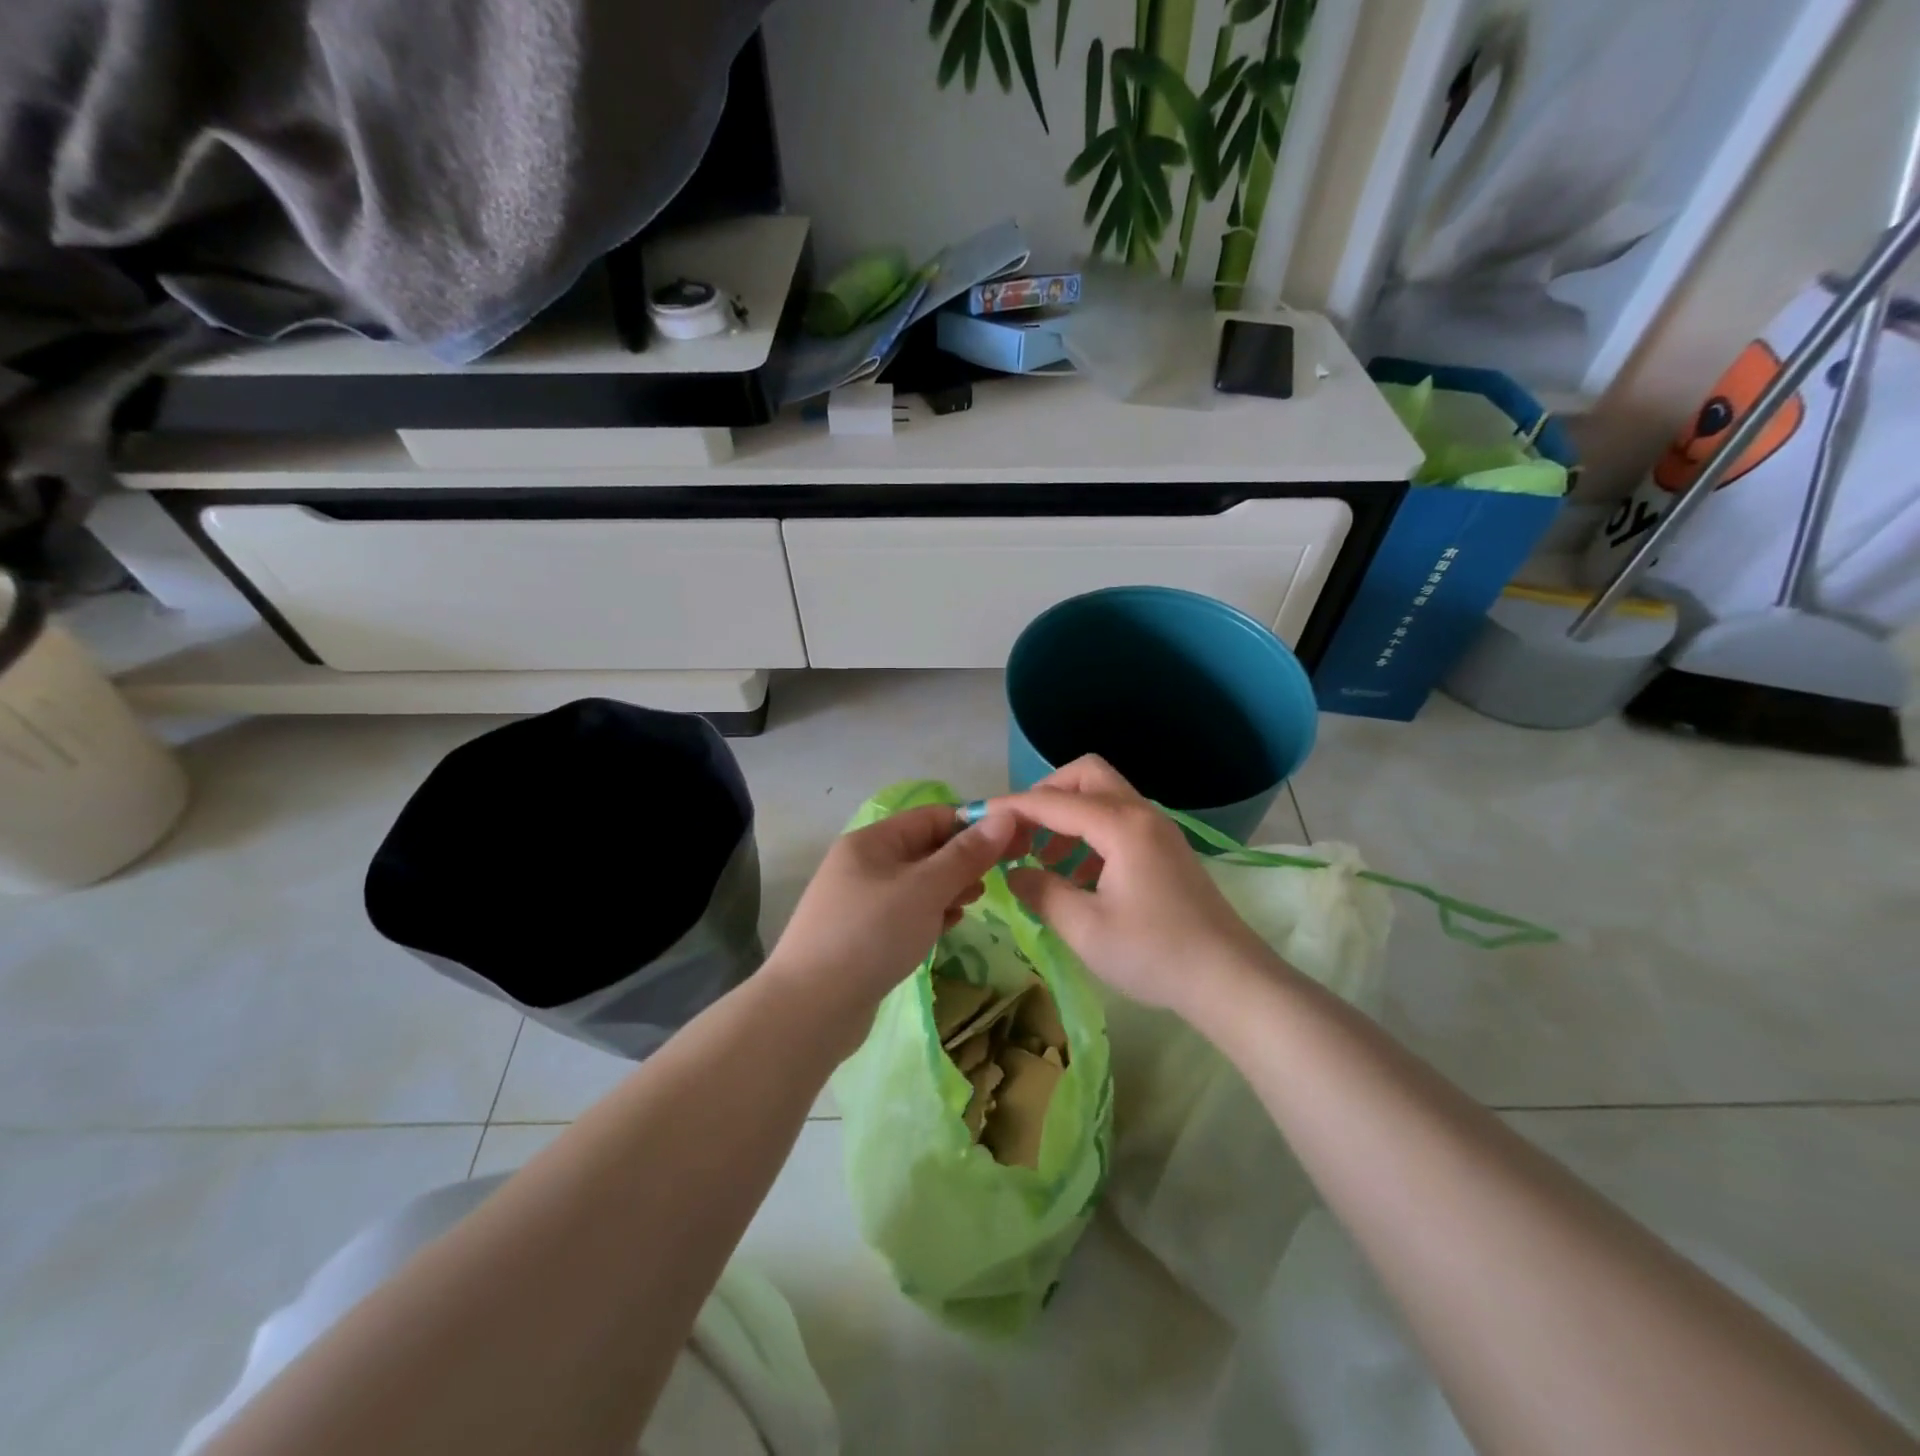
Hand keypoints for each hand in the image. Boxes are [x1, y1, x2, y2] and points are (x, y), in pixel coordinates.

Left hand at [766, 804, 1018, 1013]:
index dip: (972, 825)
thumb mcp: (926, 889)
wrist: (811, 1008)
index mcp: (872, 841)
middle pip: (924, 849)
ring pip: (917, 883)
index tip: (1011, 844)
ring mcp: (860, 902)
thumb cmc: (872, 934)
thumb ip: (967, 854)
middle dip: (962, 860)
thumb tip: (1005, 815)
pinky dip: (929, 915)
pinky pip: (905, 913)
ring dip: (948, 888)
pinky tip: (947, 928)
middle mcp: (863, 864)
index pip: (931, 817)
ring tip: (974, 902)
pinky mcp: (862, 936)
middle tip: (995, 879)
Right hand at [992, 756, 1279, 1016]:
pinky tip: (1076, 873)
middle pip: (1085, 775)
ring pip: (1103, 795)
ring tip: (1042, 857)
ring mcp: (1158, 830)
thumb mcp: (1086, 928)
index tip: (979, 818)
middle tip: (1022, 831)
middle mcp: (1141, 814)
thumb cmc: (1155, 954)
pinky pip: (1118, 820)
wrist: (1230, 979)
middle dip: (1046, 794)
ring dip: (1068, 813)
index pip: (1053, 801)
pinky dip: (1089, 832)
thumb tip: (1015, 873)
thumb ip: (1042, 892)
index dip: (1012, 807)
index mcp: (1121, 825)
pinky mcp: (1165, 849)